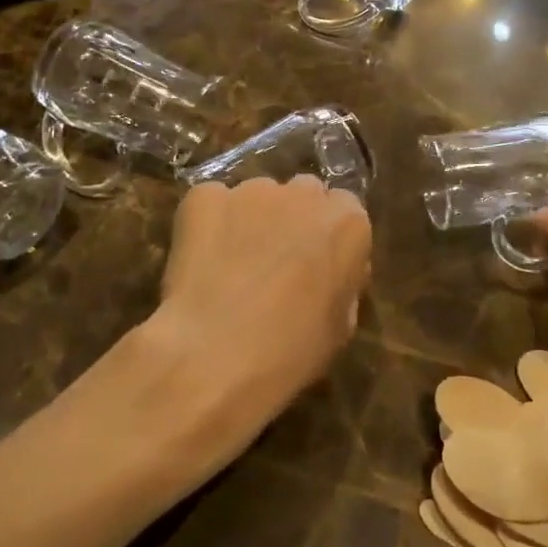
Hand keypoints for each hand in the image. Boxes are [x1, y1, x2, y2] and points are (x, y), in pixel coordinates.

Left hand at [145, 176, 371, 443]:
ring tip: (231, 267)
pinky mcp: (204, 196)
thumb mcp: (340, 327)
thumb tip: (329, 273)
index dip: (328, 237)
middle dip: (293, 220)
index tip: (316, 264)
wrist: (214, 356)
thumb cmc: (290, 352)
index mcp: (347, 223)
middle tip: (275, 262)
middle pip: (303, 194)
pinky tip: (200, 262)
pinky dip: (207, 225)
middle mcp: (304, 193)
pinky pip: (210, 203)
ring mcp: (252, 190)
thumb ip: (342, 282)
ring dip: (250, 222)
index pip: (345, 210)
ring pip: (256, 197)